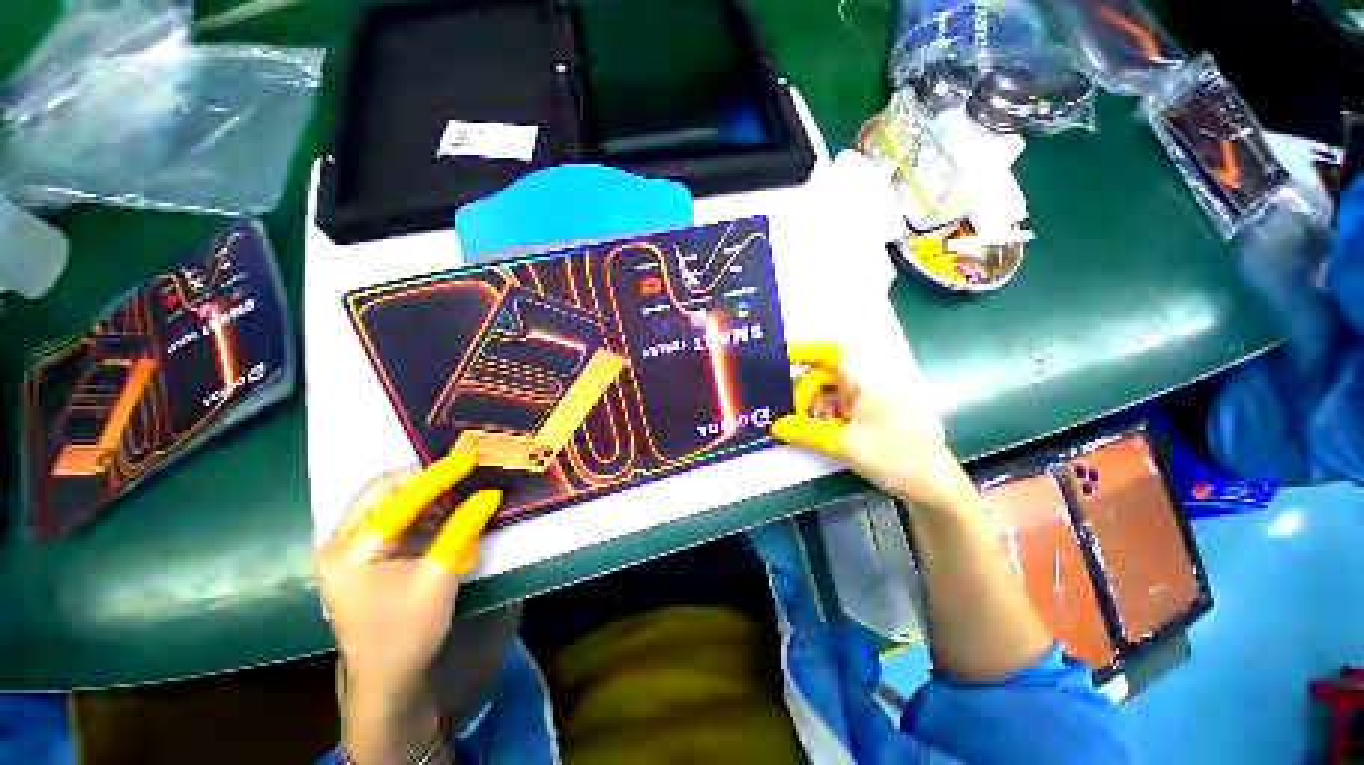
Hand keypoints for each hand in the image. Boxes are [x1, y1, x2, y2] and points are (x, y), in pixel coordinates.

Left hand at [316, 451, 500, 763]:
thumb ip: (462, 528)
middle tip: (456, 472)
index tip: (467, 459)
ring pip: (382, 505)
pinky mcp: (356, 561)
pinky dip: (414, 513)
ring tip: (453, 490)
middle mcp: (338, 544)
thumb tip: (489, 495)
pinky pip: (386, 522)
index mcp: (351, 551)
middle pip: (379, 493)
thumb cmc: (409, 630)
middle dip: (420, 479)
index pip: (398, 499)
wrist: (386, 679)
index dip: (437, 476)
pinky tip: (438, 515)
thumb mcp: (440, 575)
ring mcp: (343, 553)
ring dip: (418, 495)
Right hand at [771, 342, 975, 511]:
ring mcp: (872, 397)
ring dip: (816, 405)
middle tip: (794, 414)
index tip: (783, 359)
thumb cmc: (894, 457)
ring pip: (832, 390)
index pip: (831, 354)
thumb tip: (775, 426)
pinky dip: (828, 413)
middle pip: (827, 374)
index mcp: (867, 381)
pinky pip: (841, 403)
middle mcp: (869, 382)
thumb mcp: (845, 445)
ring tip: (809, 427)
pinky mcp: (872, 410)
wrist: (933, 484)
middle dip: (807, 392)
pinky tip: (825, 430)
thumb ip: (806, 432)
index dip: (805, 352)